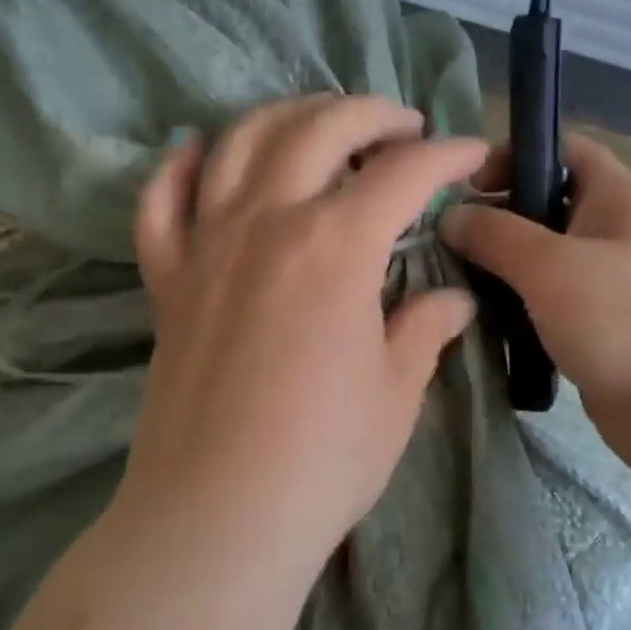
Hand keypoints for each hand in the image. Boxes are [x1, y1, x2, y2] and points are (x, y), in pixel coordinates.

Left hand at [116, 95, 487, 567]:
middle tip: (401, 127)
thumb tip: (452, 301)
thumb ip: (424, 329)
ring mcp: (207, 245)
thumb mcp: (396, 391)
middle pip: (318, 130)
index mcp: (335, 245)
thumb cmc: (325, 458)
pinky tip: (199, 154)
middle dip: (369, 113)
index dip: (446, 155)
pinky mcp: (167, 280)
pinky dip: (179, 168)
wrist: (219, 516)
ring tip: (318, 124)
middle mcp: (267, 222)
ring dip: (285, 117)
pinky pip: (159, 203)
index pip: (402, 173)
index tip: (471, 155)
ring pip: (238, 143)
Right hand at [442, 133, 630, 473]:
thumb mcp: (550, 266)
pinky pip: (549, 305)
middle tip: (445, 243)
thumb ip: (495, 234)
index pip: (564, 149)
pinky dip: (518, 310)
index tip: (466, 185)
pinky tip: (484, 324)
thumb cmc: (626, 320)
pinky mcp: (600, 329)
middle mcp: (615, 232)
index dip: (515, 154)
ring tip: (454, 286)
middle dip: (496, 220)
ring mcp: (610, 284)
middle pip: (546, 207)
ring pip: (543, 261)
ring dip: (501, 270)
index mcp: (618, 197)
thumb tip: (451, 216)